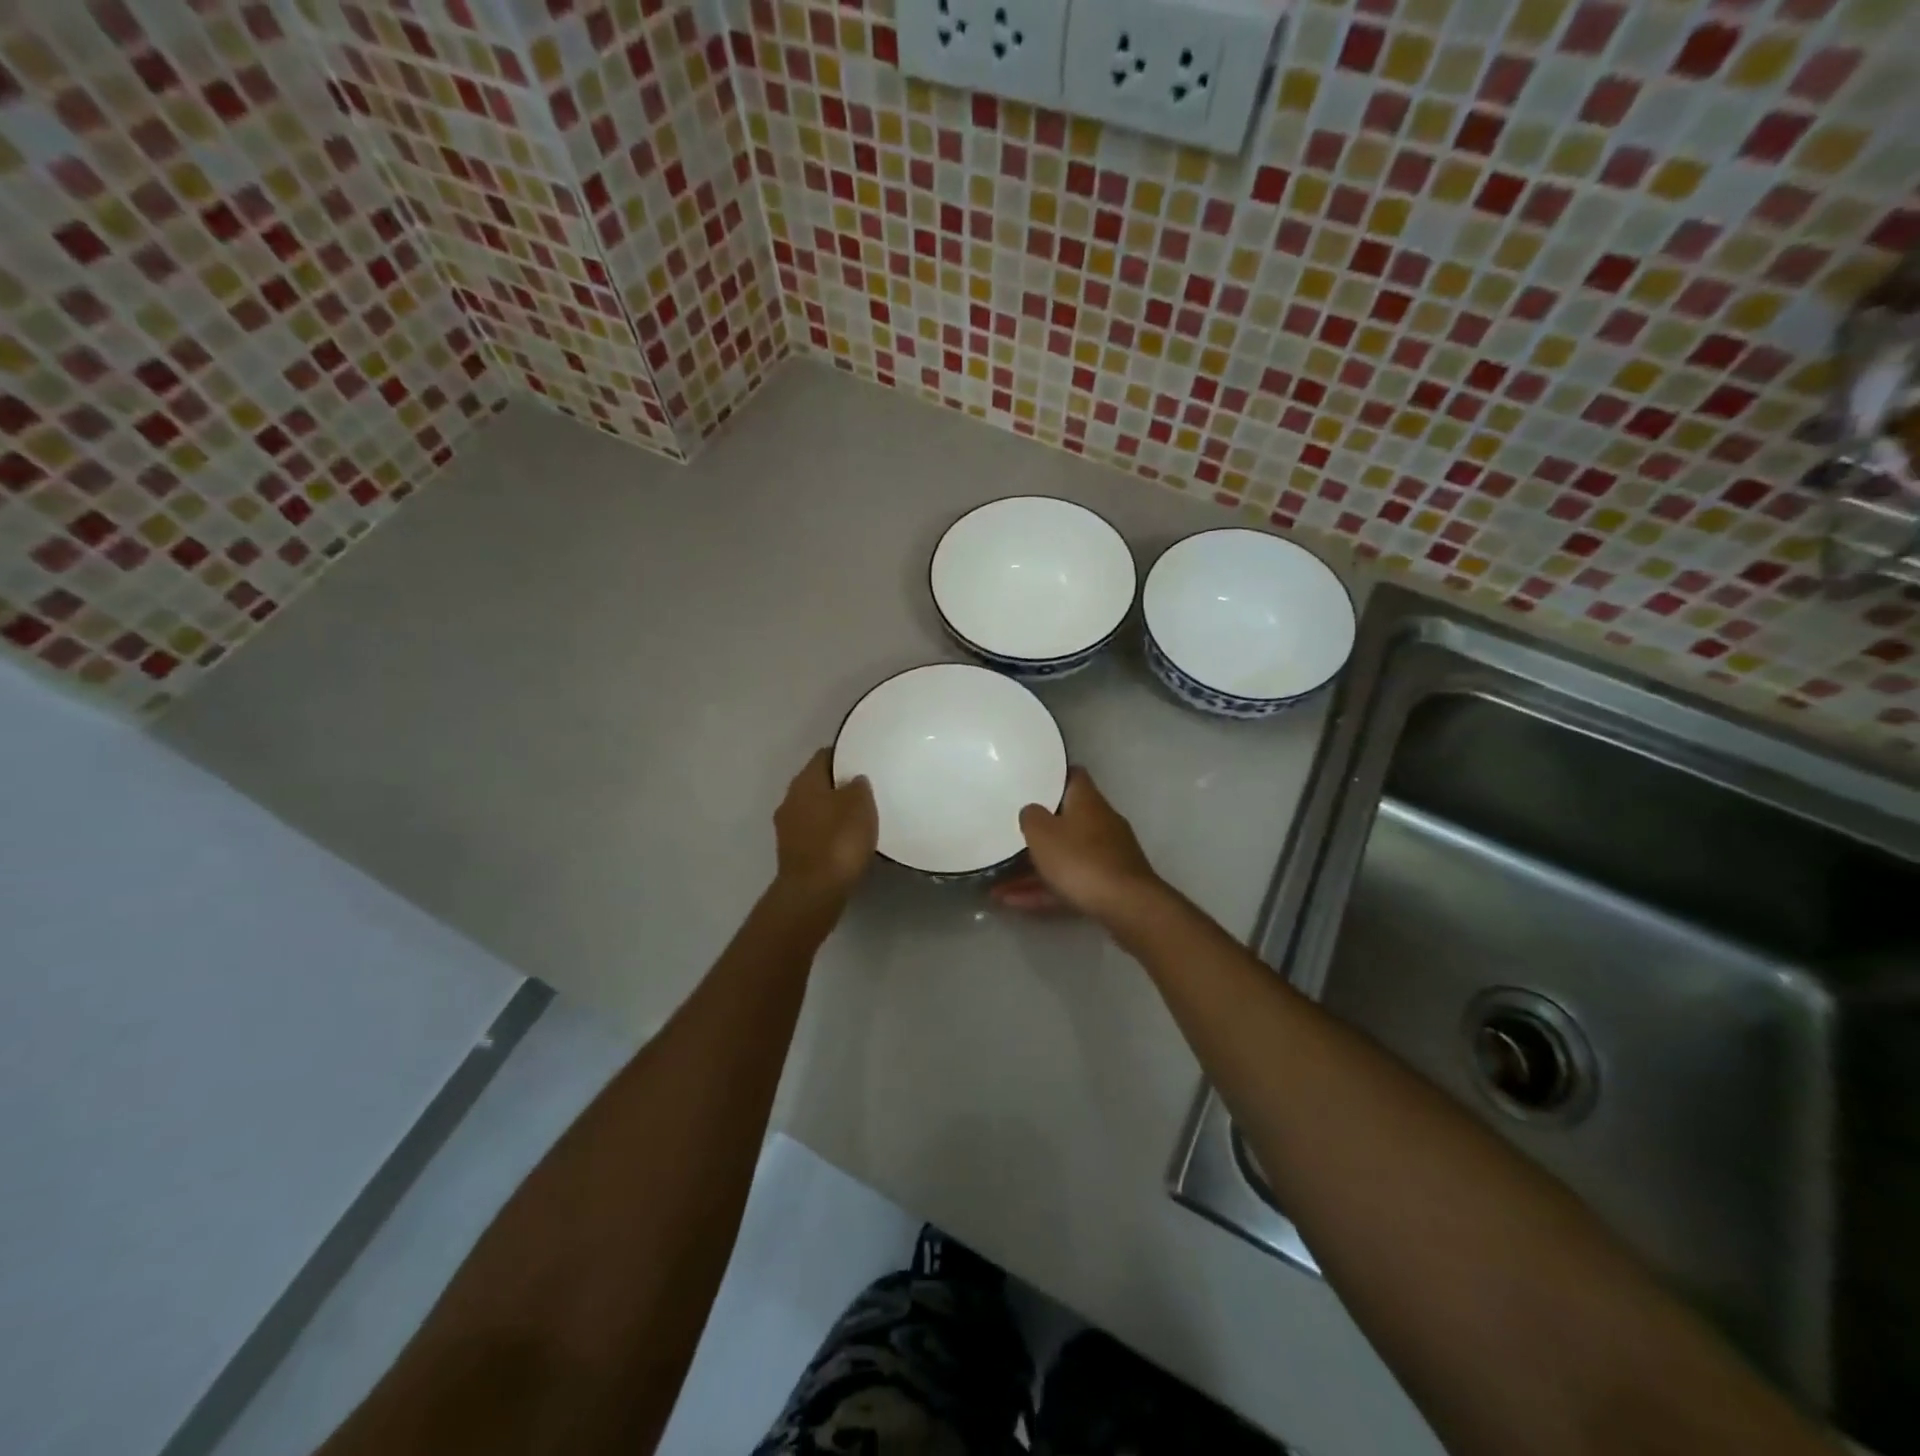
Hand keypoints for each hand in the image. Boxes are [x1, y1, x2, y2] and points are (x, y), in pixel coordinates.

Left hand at [774, 748, 878, 900]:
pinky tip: (845, 843)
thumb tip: (853, 781)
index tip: (862, 762)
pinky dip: (828, 834)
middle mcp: (789, 799)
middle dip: (837, 786)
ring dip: (832, 812)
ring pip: (813, 810)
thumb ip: (858, 786)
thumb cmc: (839, 840)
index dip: (843, 757)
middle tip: (864, 792)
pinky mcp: (792, 853)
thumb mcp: (860, 804)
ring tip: (857, 819)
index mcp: (804, 781)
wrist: (814, 891)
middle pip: (817, 784)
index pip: (824, 756)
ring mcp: (787, 828)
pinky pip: (813, 834)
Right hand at [993, 767, 1160, 921]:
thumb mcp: (1042, 833)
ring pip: (1064, 856)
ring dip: (1033, 870)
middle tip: (1009, 836)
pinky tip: (1015, 903)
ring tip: (998, 885)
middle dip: (1038, 832)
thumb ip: (1030, 817)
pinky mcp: (1109, 884)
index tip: (1030, 783)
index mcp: (1087, 801)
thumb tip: (1031, 811)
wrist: (1126, 906)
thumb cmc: (1080, 859)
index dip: (1052, 777)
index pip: (1073, 776)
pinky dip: (1045, 890)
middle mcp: (1101, 822)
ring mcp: (1107, 855)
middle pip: (1066, 819)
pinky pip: (1070, 882)